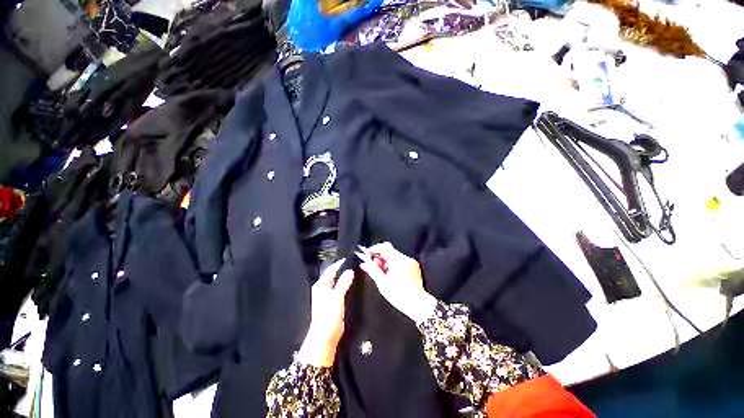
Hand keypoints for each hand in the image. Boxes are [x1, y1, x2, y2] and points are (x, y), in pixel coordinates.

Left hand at [298, 259, 353, 366]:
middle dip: (341, 269)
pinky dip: (343, 285)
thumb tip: (349, 271)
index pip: (331, 269)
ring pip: (335, 282)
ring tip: (352, 272)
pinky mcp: (331, 302)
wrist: (324, 335)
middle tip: (351, 264)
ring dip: (342, 277)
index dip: (339, 263)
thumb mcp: (337, 297)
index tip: (348, 258)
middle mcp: (322, 288)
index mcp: (321, 285)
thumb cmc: (328, 316)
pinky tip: (349, 285)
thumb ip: (344, 283)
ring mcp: (326, 296)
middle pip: (332, 275)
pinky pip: (338, 289)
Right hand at [358, 242, 437, 323]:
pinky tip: (391, 275)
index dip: (374, 249)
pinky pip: (400, 261)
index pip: (383, 246)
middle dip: (379, 257)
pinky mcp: (413, 266)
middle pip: (389, 251)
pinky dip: (394, 265)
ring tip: (382, 274)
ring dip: (386, 262)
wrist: (417, 304)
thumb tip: (364, 263)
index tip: (367, 255)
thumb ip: (372, 270)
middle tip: (373, 267)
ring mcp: (410, 262)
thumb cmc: (400, 295)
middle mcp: (405, 258)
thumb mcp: (382, 283)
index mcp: (397, 260)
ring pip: (394, 256)